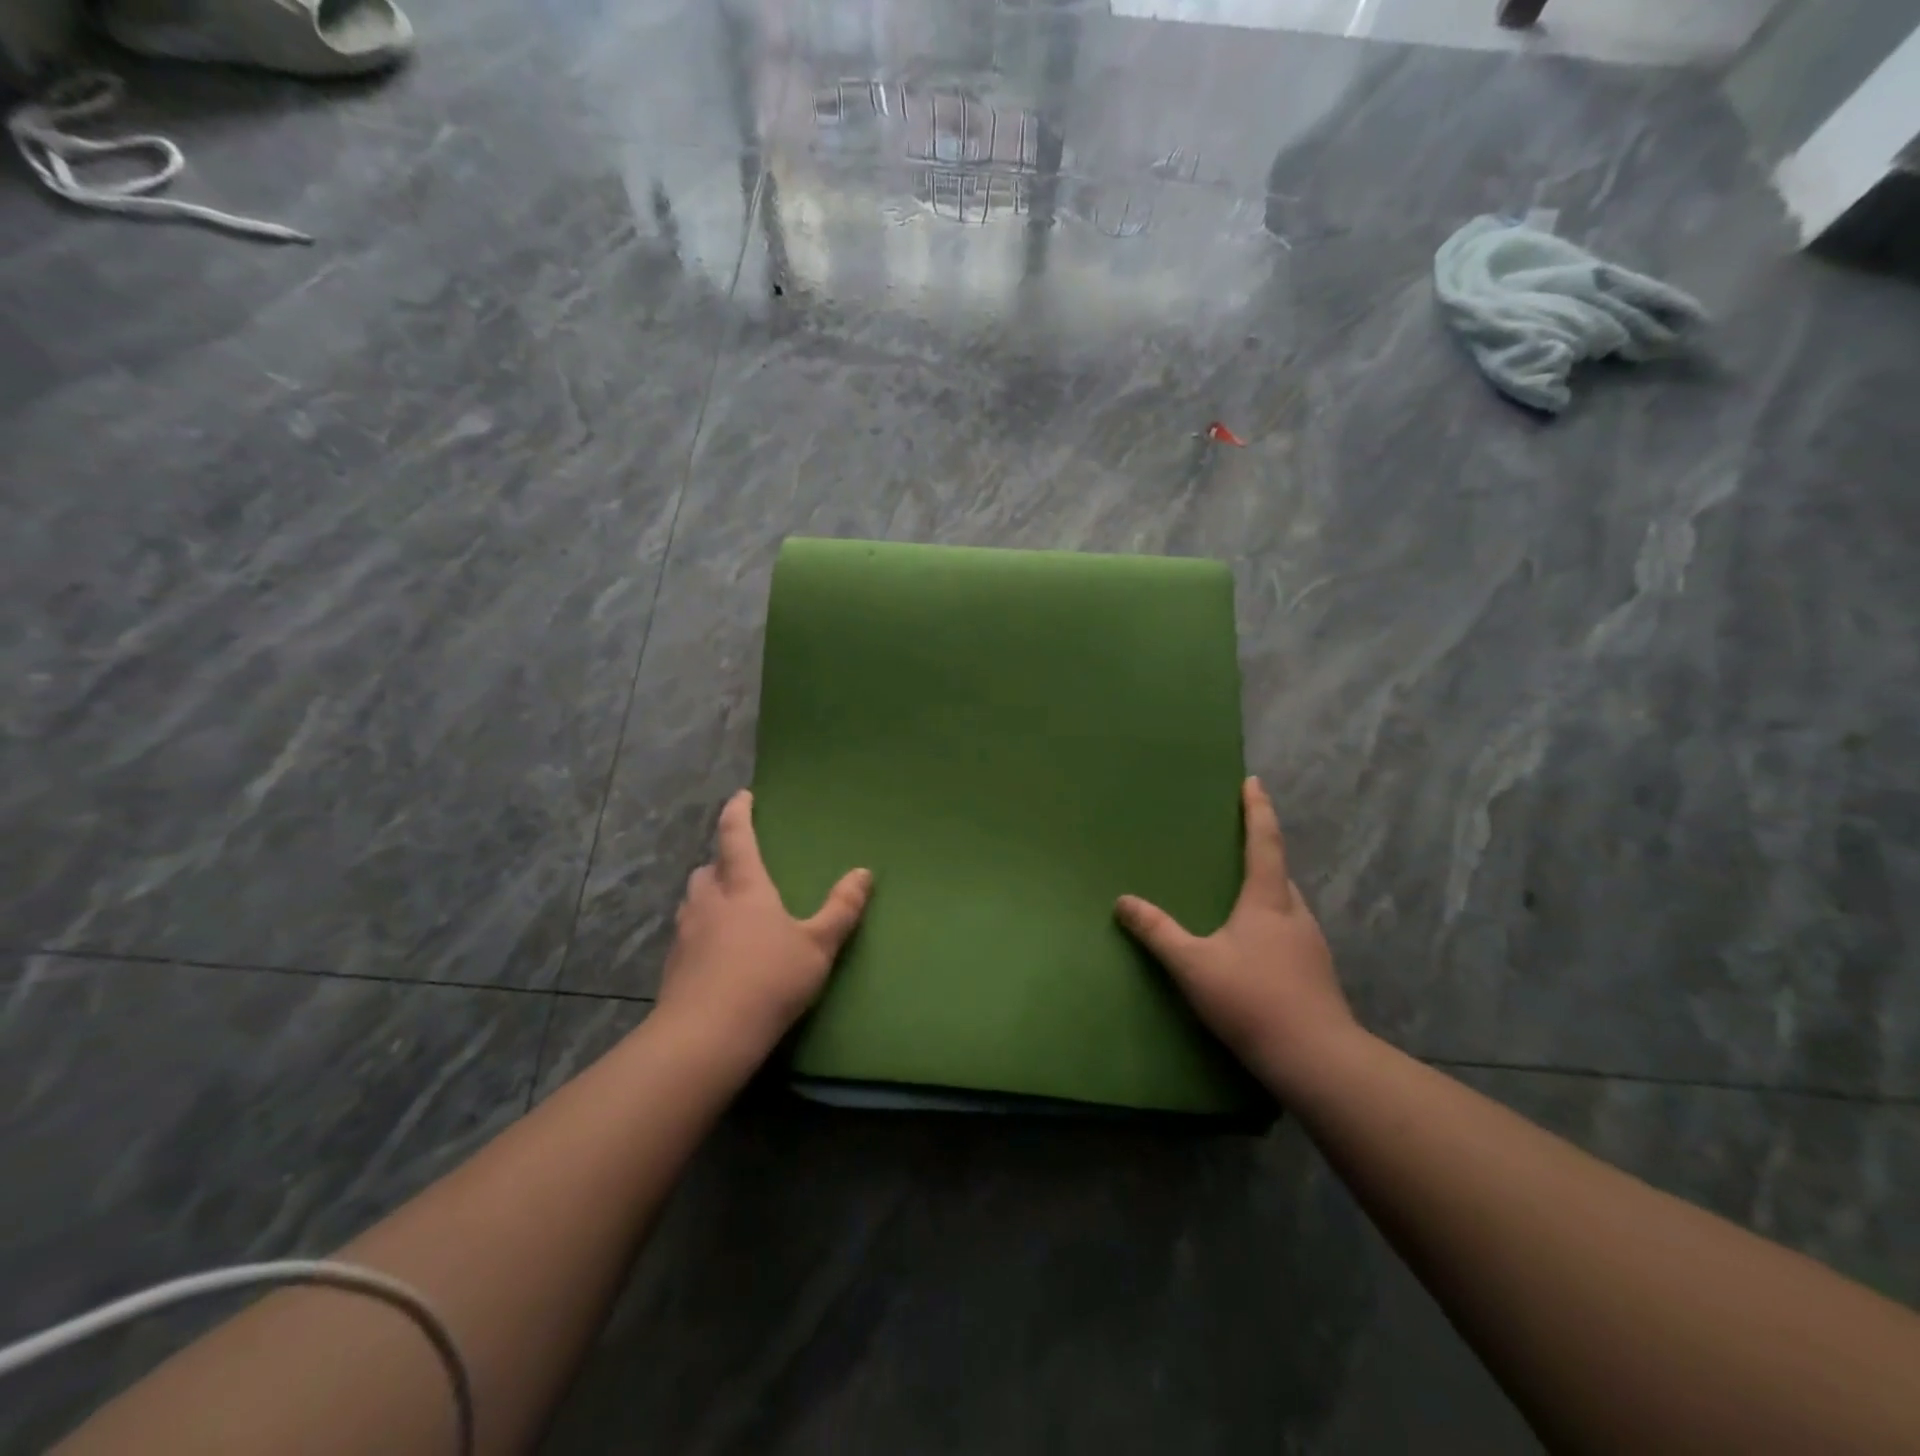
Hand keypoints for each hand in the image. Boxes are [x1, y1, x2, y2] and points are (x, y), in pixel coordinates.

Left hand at [656, 789, 871, 1066]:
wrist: (705, 1037)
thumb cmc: (768, 980)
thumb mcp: (817, 946)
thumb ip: (841, 909)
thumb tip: (864, 873)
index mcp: (744, 887)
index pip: (736, 836)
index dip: (738, 812)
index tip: (742, 796)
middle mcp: (709, 901)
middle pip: (708, 869)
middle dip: (721, 861)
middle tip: (740, 867)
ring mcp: (685, 934)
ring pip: (693, 901)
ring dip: (708, 896)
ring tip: (728, 909)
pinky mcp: (672, 966)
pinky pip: (686, 934)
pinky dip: (701, 931)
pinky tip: (716, 953)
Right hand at [1116, 776, 1358, 1096]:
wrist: (1317, 1060)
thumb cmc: (1253, 1001)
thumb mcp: (1194, 966)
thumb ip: (1157, 932)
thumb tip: (1123, 900)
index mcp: (1268, 901)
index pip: (1265, 842)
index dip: (1258, 809)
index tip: (1253, 782)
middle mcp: (1296, 913)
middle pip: (1279, 871)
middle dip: (1262, 850)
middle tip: (1237, 840)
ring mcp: (1311, 944)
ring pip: (1287, 903)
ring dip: (1267, 888)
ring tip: (1240, 893)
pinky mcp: (1316, 972)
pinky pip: (1290, 929)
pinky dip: (1271, 920)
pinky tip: (1255, 944)